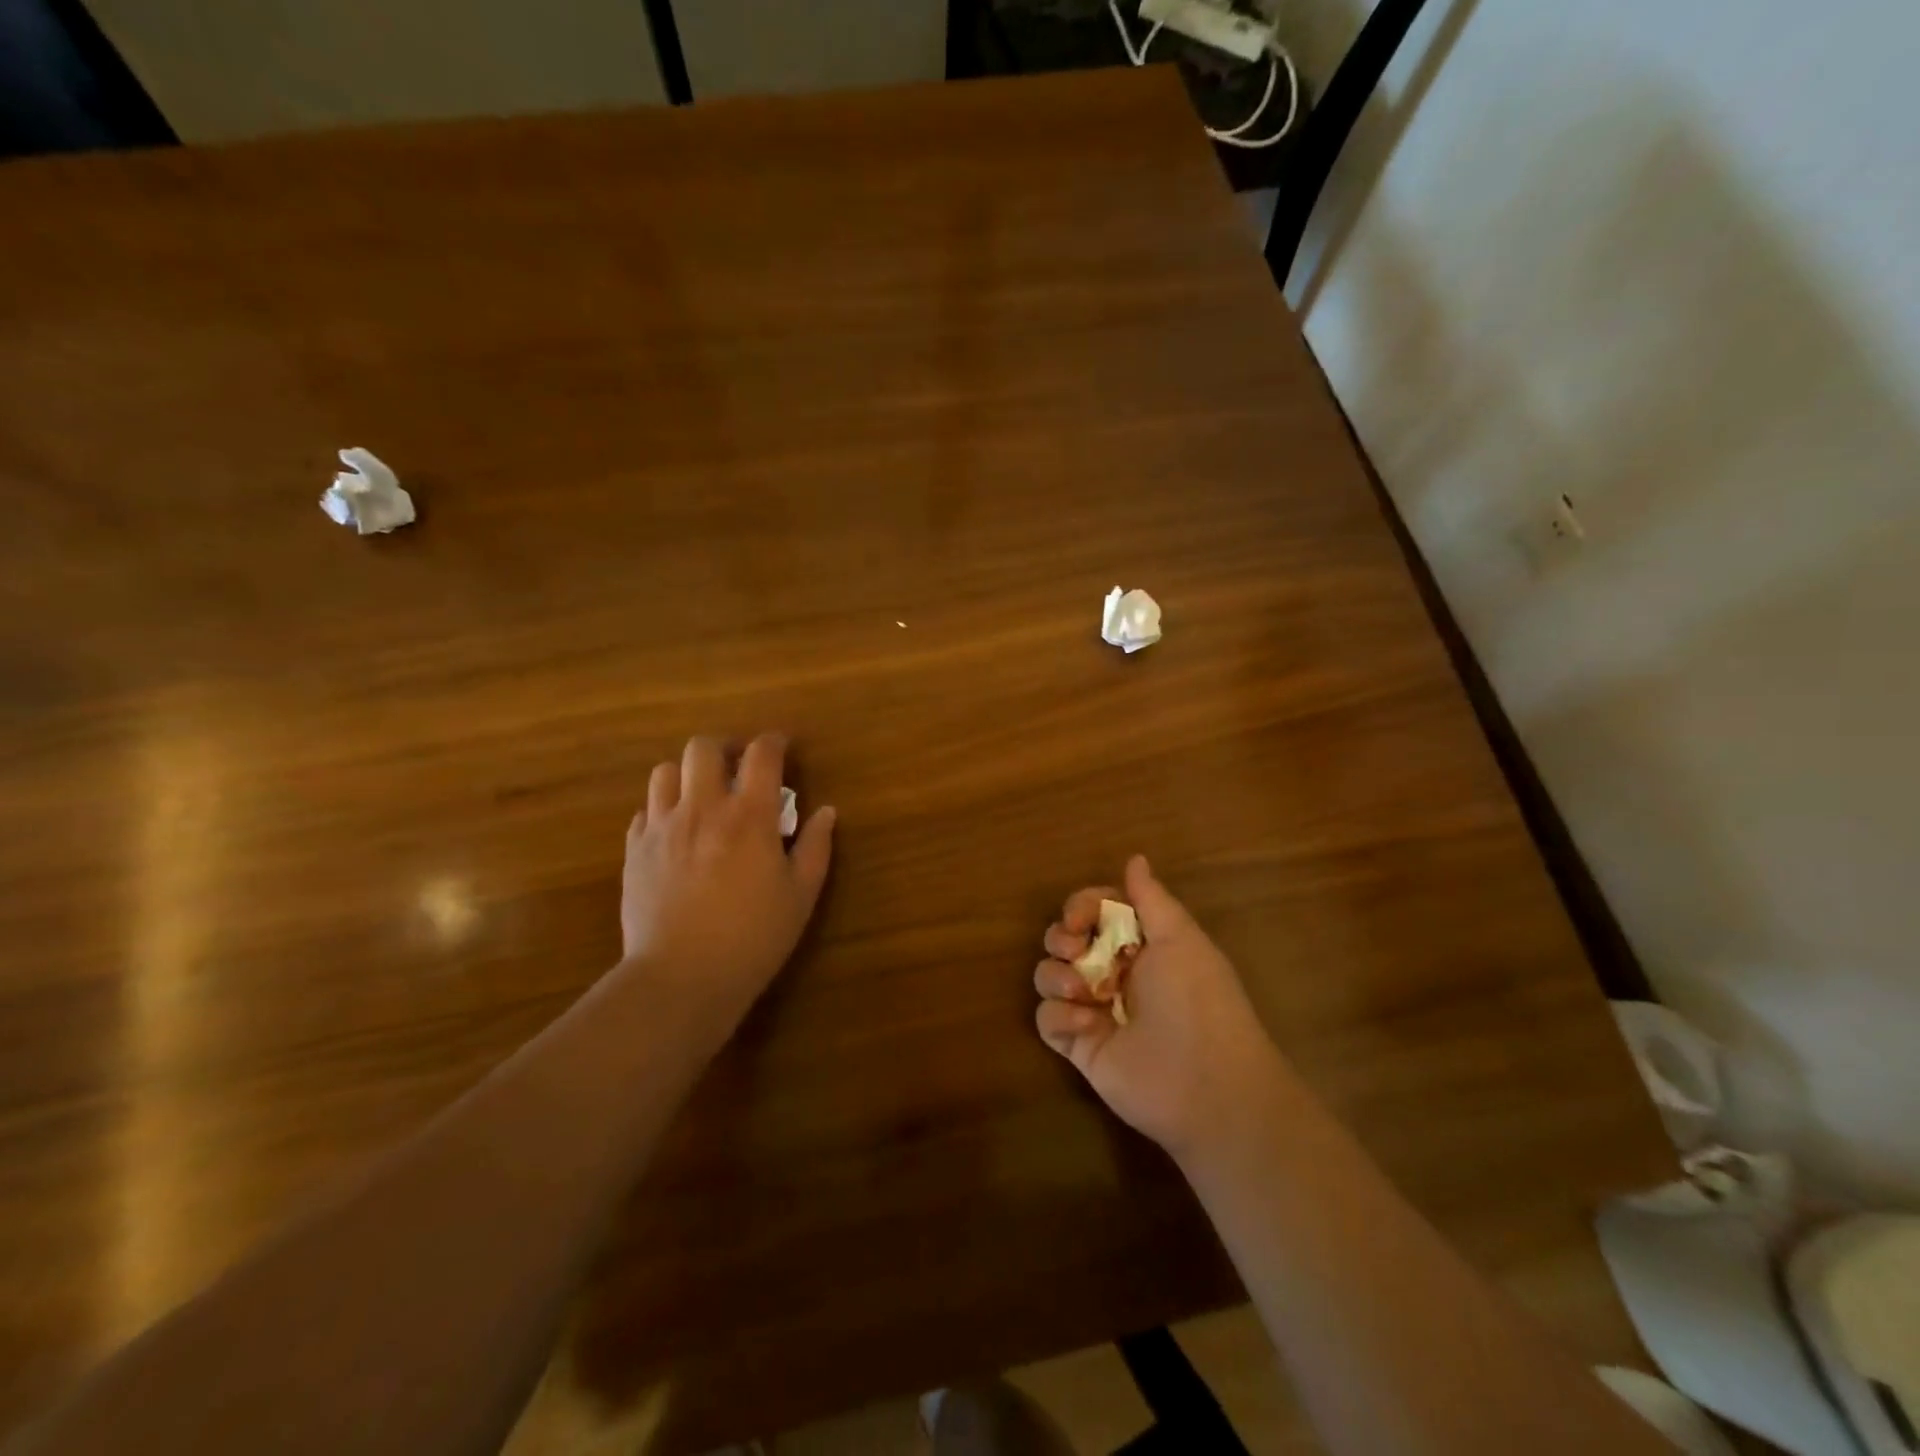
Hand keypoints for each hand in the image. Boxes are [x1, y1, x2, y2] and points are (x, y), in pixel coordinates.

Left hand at [620, 734, 834, 1031]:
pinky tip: (677, 832)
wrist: (681, 977)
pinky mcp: (635, 850)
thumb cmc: (753, 937)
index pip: (761, 754)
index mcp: (749, 815)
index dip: (774, 742)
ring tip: (702, 796)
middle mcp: (703, 808)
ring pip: (665, 772)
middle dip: (724, 748)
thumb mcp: (801, 895)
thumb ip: (816, 847)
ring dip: (688, 775)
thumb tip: (826, 812)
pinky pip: (645, 810)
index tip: (782, 747)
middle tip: (738, 767)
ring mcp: (662, 827)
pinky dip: (664, 809)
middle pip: (703, 747)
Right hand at [1033, 856, 1286, 1161]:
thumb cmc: (1197, 1000)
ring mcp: (1093, 1009)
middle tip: (1075, 948)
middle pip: (1064, 939)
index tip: (1080, 918)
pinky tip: (1087, 1024)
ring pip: (1048, 975)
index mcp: (1140, 944)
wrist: (1206, 1084)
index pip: (1094, 909)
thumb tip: (1135, 858)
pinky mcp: (1078, 1045)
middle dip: (1061, 937)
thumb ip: (1151, 898)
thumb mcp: (1180, 938)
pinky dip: (1059, 1016)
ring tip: (1083, 991)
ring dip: (1056, 975)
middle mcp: (1113, 972)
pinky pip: (1046, 1018)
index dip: (1080, 906)